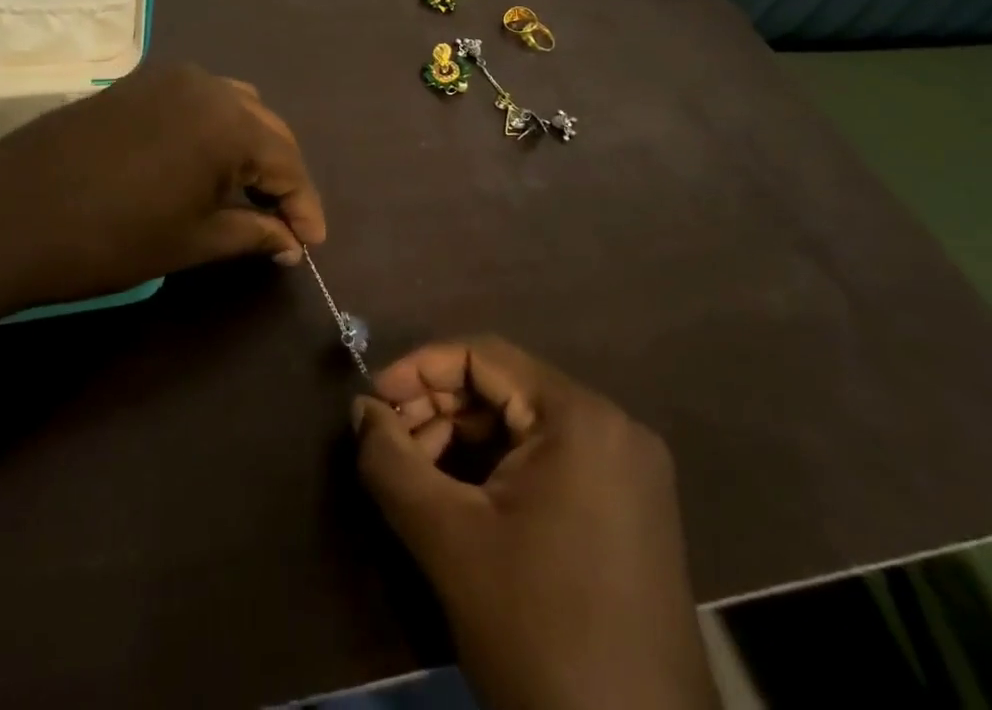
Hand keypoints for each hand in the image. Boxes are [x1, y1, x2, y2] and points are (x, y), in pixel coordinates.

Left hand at [0, 63, 326, 314]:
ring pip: (232, 107)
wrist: (7, 215)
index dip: (304, 206)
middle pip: (264, 128)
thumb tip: (288, 240)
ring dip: (248, 147)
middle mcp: (206, 85)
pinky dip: (212, 131)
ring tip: (246, 193)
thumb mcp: (192, 242)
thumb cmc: (111, 237)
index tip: (311, 244)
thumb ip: (252, 235)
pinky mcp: (135, 83)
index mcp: (229, 121)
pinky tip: (202, 166)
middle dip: (280, 175)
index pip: (288, 162)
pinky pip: (195, 101)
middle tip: (284, 222)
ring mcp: (167, 78)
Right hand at [353, 338, 716, 709]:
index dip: (420, 369)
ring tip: (418, 477)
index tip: (373, 400)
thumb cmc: (539, 634)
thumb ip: (391, 461)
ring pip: (524, 425)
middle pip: (504, 388)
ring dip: (464, 440)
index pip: (482, 356)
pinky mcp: (631, 513)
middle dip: (440, 409)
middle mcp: (613, 428)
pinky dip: (498, 469)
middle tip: (391, 444)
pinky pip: (549, 461)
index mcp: (580, 417)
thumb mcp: (448, 540)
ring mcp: (629, 472)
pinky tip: (463, 502)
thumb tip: (360, 409)